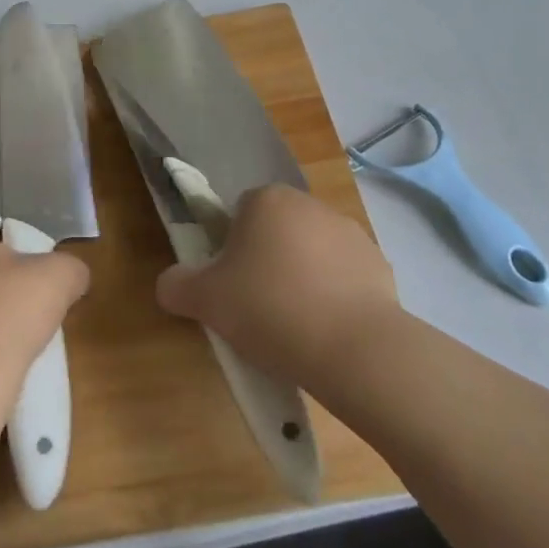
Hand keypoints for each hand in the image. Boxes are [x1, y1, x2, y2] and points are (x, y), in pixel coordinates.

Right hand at [156, 185, 398, 395]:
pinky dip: (336, 298)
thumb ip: (177, 285)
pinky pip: (345, 277)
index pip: (238, 214)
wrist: (356, 348)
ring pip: (311, 253)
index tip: (232, 287)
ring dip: (302, 278)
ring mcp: (348, 232)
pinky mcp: (379, 264)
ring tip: (296, 328)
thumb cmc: (270, 309)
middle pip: (276, 231)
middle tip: (258, 309)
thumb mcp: (206, 301)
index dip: (230, 251)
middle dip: (267, 262)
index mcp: (265, 199)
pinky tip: (329, 332)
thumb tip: (169, 284)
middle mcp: (308, 203)